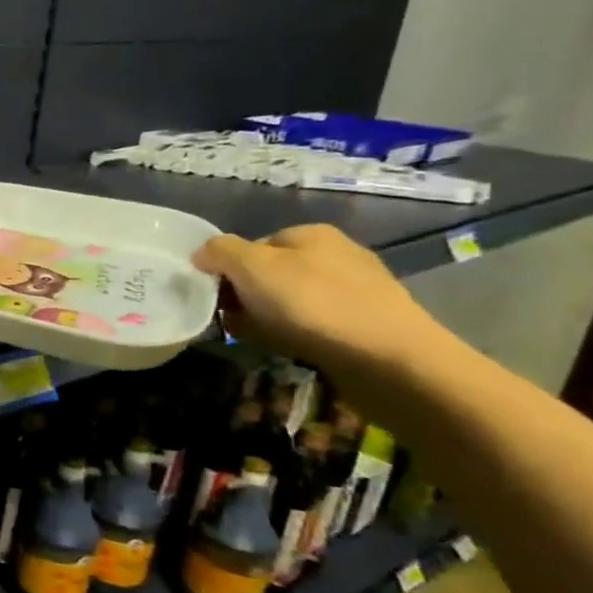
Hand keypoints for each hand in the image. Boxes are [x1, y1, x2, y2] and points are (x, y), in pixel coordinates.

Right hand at [193, 224, 439, 369]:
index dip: (228, 269)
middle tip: (233, 319)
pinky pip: (313, 324)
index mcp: (310, 234)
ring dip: (266, 317)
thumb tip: (203, 255)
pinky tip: (289, 348)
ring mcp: (356, 290)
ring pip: (289, 300)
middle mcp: (336, 254)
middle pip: (269, 273)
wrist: (388, 359)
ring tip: (257, 337)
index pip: (251, 245)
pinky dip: (294, 334)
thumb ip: (219, 251)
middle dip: (246, 296)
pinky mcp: (367, 324)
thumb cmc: (312, 303)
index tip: (216, 295)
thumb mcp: (251, 266)